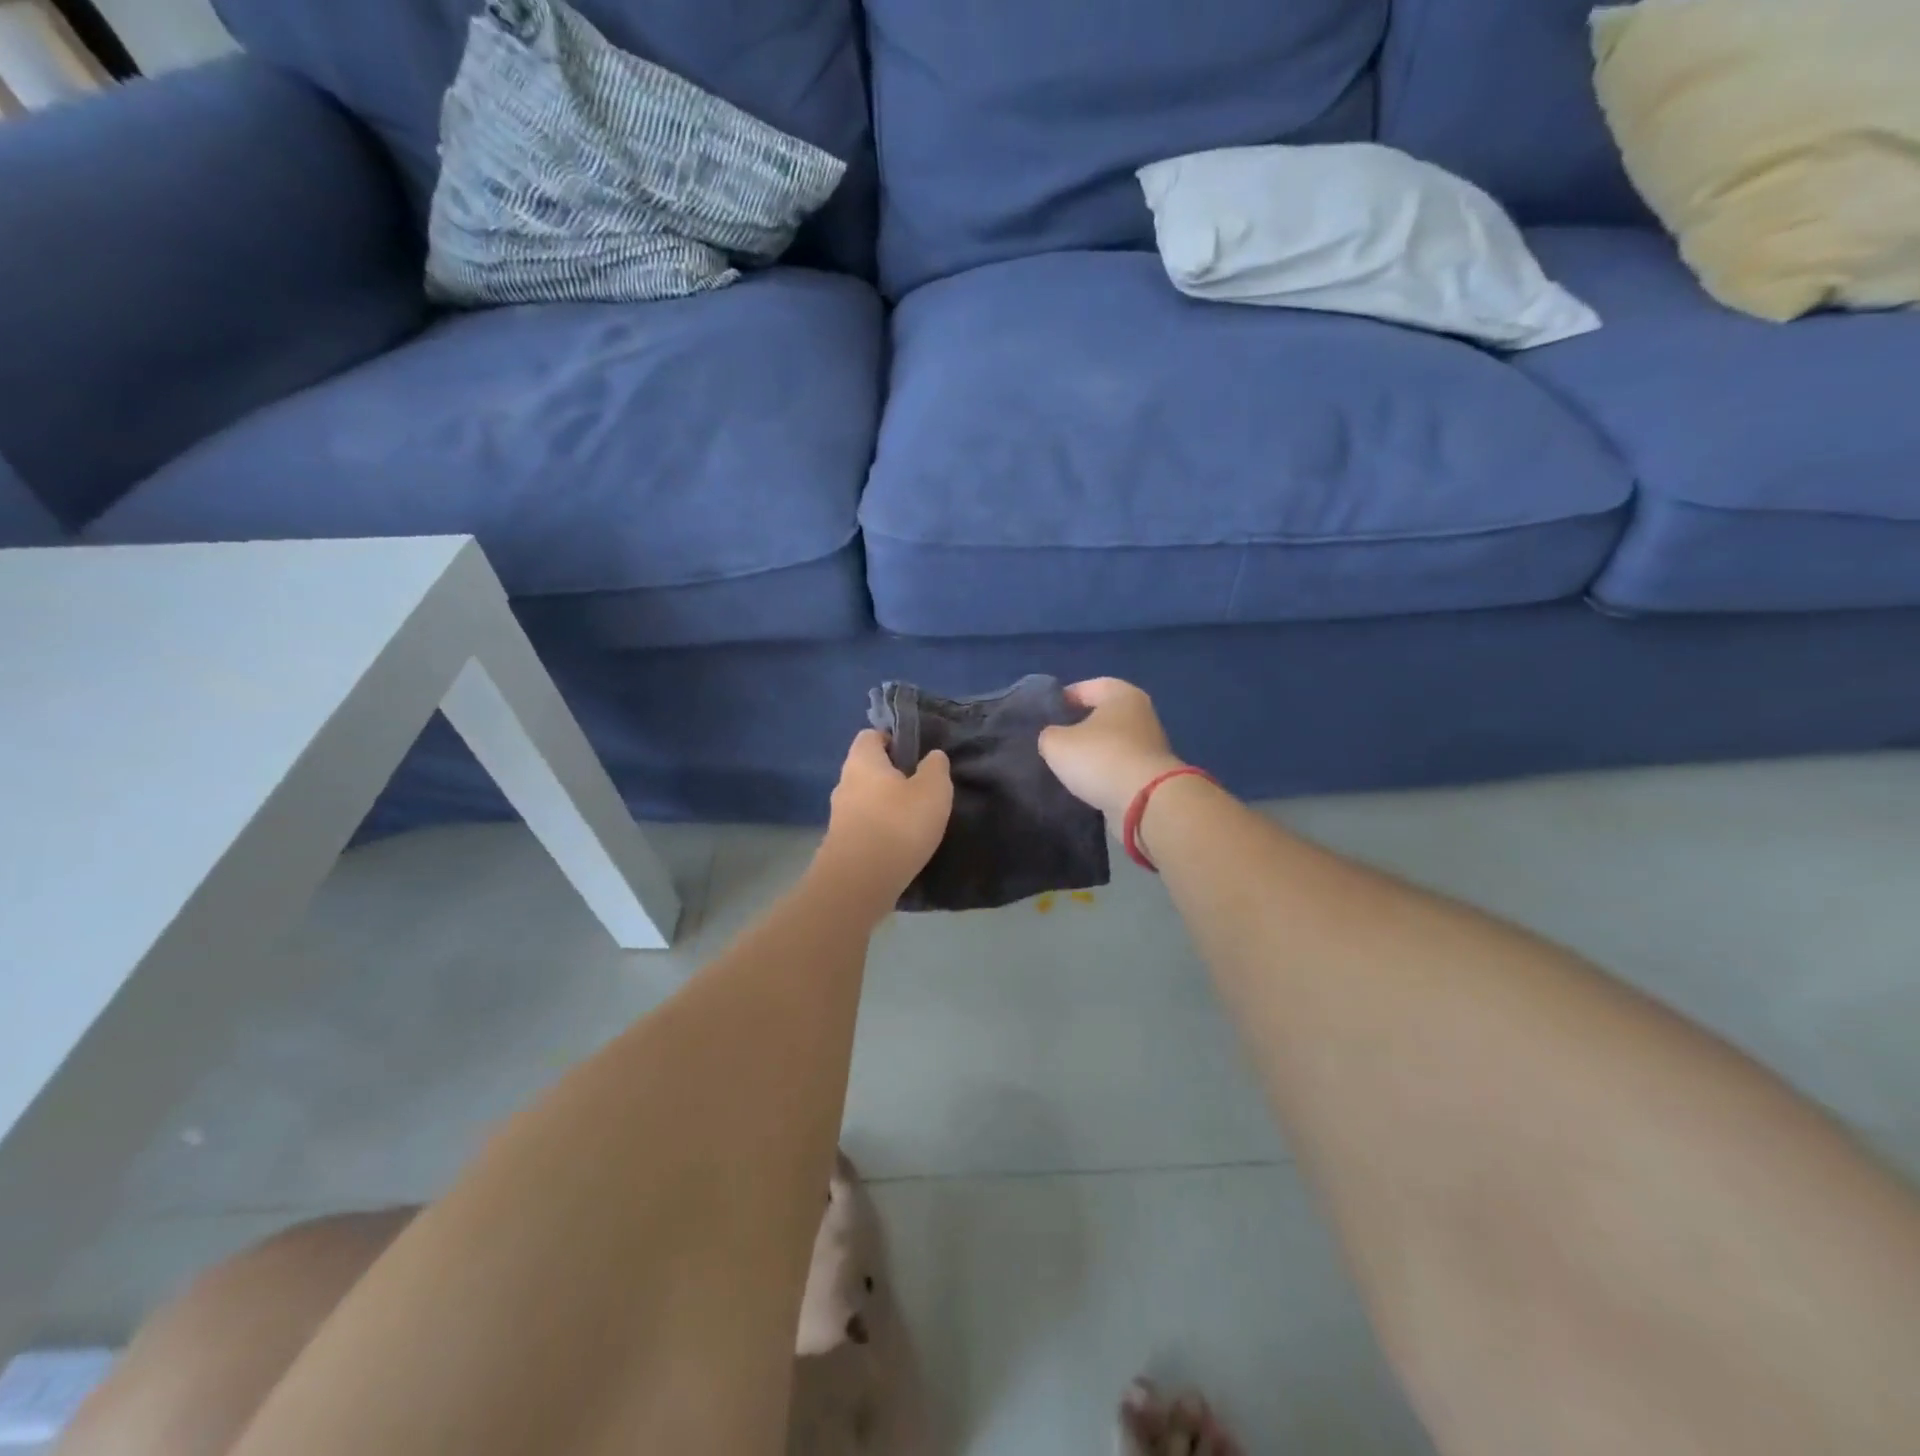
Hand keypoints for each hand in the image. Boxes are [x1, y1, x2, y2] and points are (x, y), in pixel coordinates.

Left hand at [816, 730, 952, 909]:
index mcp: (862, 761)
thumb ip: (935, 768)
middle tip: (922, 788)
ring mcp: (839, 816)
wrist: (859, 883)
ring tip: (916, 819)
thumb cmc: (898, 824)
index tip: (917, 754)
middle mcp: (844, 783)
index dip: (893, 740)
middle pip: (868, 770)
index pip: (871, 736)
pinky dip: (881, 830)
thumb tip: (932, 756)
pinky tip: (901, 844)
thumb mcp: (933, 790)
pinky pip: (864, 827)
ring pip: (866, 800)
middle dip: (892, 776)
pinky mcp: (841, 845)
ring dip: (887, 806)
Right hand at [1038, 678, 1184, 830]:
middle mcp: (1141, 714)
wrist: (1145, 803)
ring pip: (1111, 743)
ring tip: (1066, 766)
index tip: (1042, 717)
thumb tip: (1053, 739)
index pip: (1085, 688)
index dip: (1061, 700)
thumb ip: (1049, 735)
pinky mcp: (1152, 774)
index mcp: (1121, 694)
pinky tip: (1086, 785)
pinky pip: (1119, 767)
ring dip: (1092, 753)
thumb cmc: (1100, 758)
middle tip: (1053, 741)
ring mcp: (1150, 745)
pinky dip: (1104, 773)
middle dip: (1077, 727)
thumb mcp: (1057, 744)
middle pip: (1101, 715)